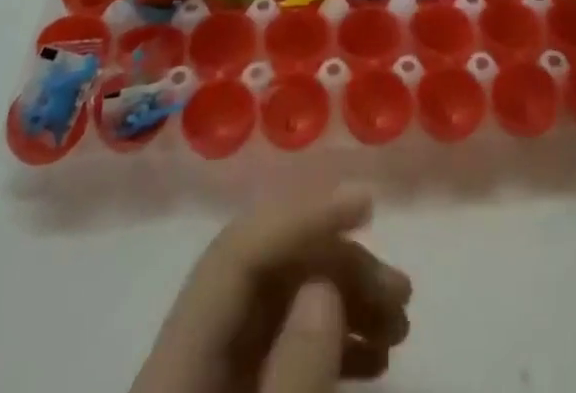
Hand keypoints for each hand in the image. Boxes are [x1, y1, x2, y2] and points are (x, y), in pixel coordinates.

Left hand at [131, 186, 411, 392]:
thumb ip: (292, 373)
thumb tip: (324, 281)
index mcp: (175, 360)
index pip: (238, 253)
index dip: (302, 215)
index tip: (367, 200)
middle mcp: (190, 352)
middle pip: (267, 273)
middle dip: (340, 265)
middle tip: (399, 290)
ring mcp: (212, 375)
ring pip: (283, 305)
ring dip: (346, 300)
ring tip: (399, 320)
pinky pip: (285, 347)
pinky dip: (333, 342)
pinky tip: (375, 355)